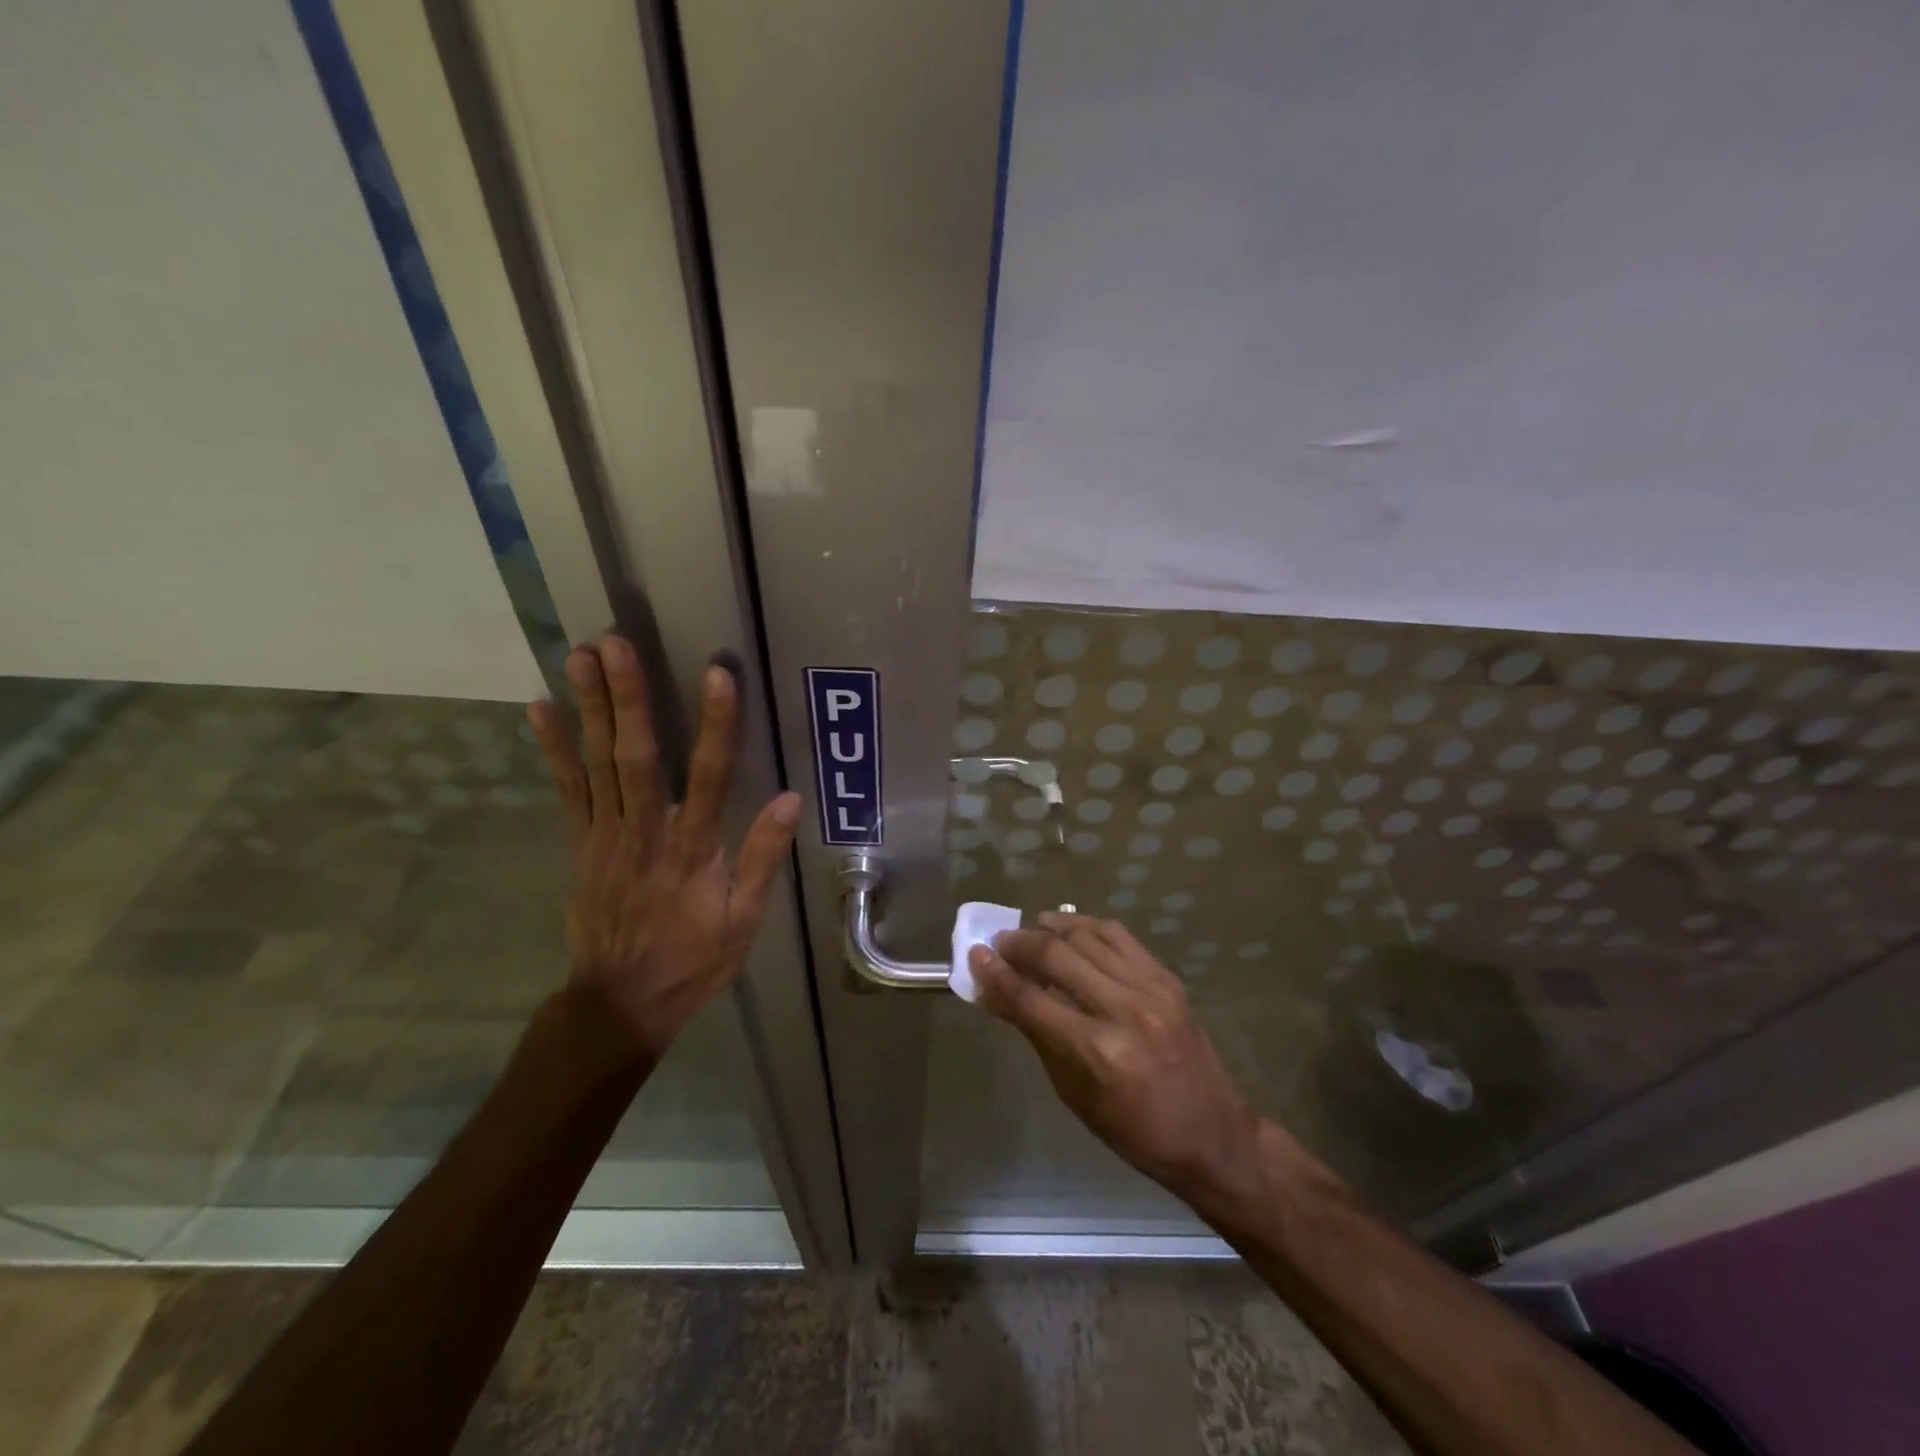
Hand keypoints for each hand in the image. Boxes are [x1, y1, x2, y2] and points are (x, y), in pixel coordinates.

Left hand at [528, 635, 799, 1060]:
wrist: (619, 1002)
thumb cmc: (692, 959)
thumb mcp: (744, 920)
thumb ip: (762, 857)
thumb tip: (790, 799)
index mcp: (692, 848)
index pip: (710, 775)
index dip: (716, 723)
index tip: (716, 674)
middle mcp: (645, 831)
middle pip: (637, 756)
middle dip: (627, 696)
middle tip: (615, 643)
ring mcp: (605, 835)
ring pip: (597, 763)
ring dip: (589, 707)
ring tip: (580, 655)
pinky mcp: (580, 843)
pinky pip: (566, 789)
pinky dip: (553, 748)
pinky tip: (540, 708)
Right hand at [970, 913, 1265, 1197]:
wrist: (1210, 1131)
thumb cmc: (1133, 1129)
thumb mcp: (1074, 1093)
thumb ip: (1037, 1035)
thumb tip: (999, 994)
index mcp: (1095, 1052)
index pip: (1030, 1000)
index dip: (996, 974)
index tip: (975, 954)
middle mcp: (1122, 1011)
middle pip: (1056, 957)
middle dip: (1020, 944)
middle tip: (1000, 943)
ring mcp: (1150, 990)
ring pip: (1087, 937)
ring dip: (1052, 928)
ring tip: (1031, 929)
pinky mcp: (1167, 979)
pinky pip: (1119, 937)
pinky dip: (1088, 926)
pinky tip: (1069, 927)